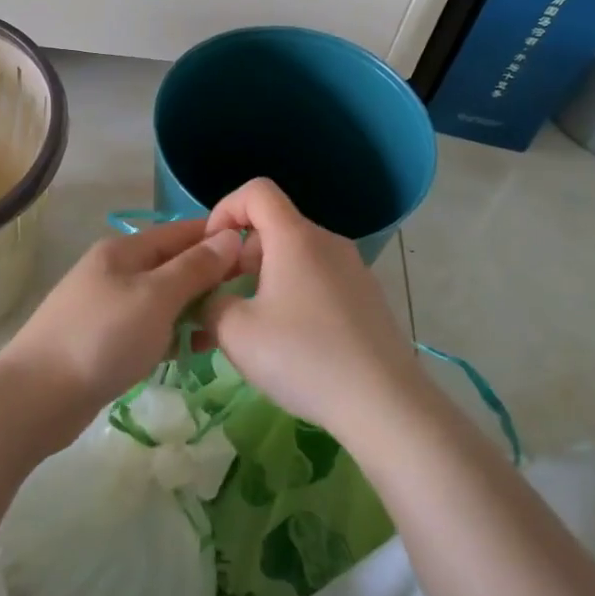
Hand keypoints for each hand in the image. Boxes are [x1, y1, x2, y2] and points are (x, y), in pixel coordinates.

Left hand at [1, 219, 242, 440]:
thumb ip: (194, 267)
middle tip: (247, 300)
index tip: (258, 254)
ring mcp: (105, 306)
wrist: (37, 396)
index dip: (218, 238)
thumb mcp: (156, 297)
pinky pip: (147, 327)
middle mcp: (114, 270)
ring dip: (190, 311)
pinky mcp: (102, 340)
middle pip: (171, 265)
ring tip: (222, 331)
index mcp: (124, 250)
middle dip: (208, 279)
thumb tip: (230, 236)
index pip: (180, 232)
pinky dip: (168, 335)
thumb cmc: (103, 338)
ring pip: (161, 300)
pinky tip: (187, 354)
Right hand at [200, 178, 425, 438]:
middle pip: (274, 227)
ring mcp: (354, 270)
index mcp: (295, 238)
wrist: (384, 405)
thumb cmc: (303, 357)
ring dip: (263, 281)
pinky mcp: (368, 299)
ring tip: (248, 329)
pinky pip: (318, 281)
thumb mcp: (235, 332)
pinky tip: (287, 344)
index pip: (256, 191)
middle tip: (221, 300)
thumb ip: (210, 303)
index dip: (225, 210)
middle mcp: (328, 243)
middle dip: (239, 256)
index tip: (211, 251)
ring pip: (295, 258)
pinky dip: (292, 296)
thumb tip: (213, 299)